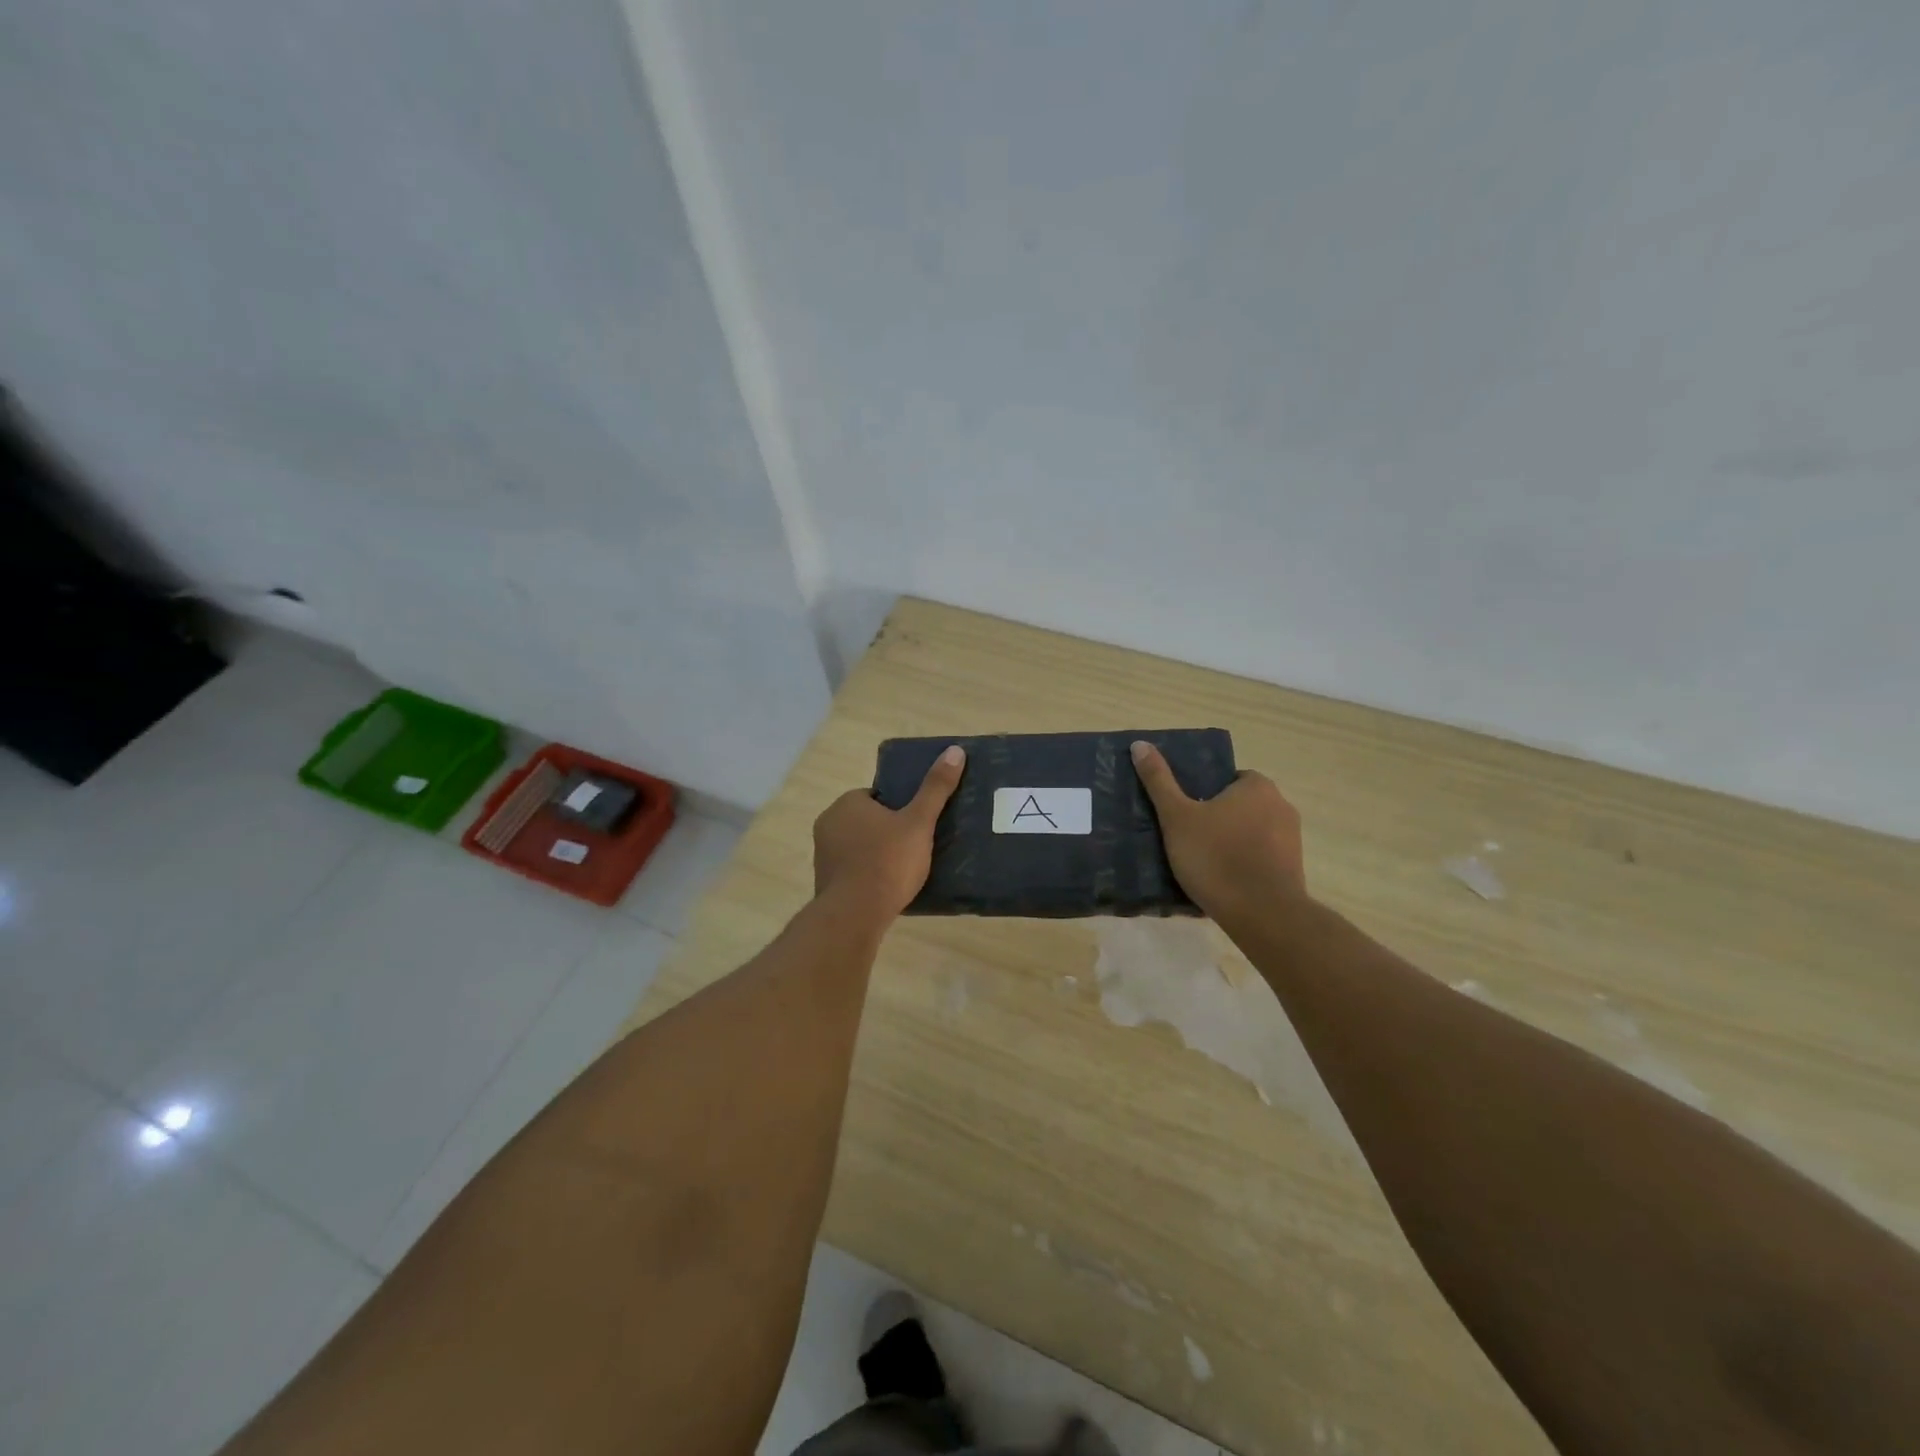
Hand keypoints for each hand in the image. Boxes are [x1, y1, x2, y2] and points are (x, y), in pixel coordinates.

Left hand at [813, 745, 965, 921]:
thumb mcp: (919, 822)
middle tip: (915, 847)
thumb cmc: (888, 861)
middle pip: (866, 821)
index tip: (916, 825)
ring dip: (876, 854)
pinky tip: (886, 889)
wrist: (855, 914)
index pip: (876, 797)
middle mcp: (828, 823)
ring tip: (904, 871)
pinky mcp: (824, 882)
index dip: (898, 808)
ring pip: (857, 846)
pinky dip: (866, 875)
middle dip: (887, 832)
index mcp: (847, 803)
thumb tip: (955, 750)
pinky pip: (851, 870)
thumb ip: (935, 788)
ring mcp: (823, 854)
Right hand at [1130, 740, 1306, 920]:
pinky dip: (1244, 865)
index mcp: (1257, 786)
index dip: (1203, 793)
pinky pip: (1261, 858)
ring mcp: (1292, 840)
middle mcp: (1281, 806)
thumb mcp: (1177, 816)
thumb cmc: (1216, 857)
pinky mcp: (1293, 869)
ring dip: (1231, 843)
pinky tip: (1222, 882)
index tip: (1184, 812)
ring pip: (1251, 833)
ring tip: (1201, 864)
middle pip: (1239, 805)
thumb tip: (1140, 744)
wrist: (1262, 914)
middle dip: (1217, 818)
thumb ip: (1159, 780)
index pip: (1227, 778)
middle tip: (1186, 837)